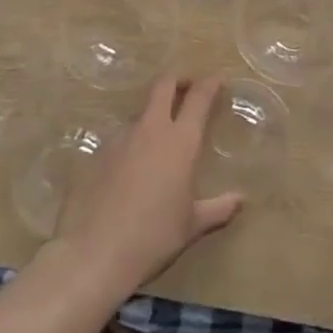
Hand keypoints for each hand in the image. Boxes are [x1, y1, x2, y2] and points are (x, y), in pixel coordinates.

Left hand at [49, 75, 242, 295]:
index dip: (209, 84)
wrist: (92, 254)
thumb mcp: (191, 226)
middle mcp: (150, 130)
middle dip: (178, 78)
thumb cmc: (153, 238)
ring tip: (160, 139)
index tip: (218, 80)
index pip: (198, 98)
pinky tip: (131, 170)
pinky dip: (131, 145)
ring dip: (153, 116)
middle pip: (163, 85)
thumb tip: (240, 200)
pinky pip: (120, 140)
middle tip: (188, 85)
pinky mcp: (95, 155)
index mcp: (180, 142)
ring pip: (140, 113)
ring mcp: (119, 140)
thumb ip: (218, 209)